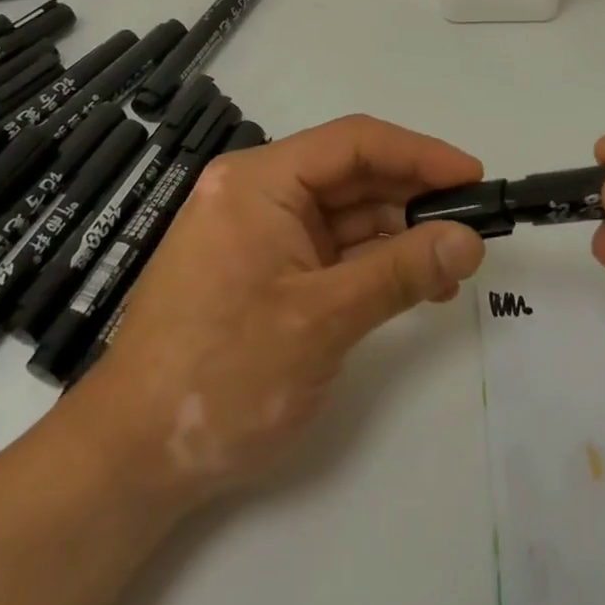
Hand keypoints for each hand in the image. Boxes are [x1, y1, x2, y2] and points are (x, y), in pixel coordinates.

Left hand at [67, 115, 487, 507]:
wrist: (131, 461)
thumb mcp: (322, 320)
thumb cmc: (222, 375)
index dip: (420, 154)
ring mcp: (260, 229)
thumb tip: (471, 240)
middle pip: (352, 174)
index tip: (473, 176)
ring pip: (347, 212)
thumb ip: (401, 272)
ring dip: (400, 234)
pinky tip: (415, 283)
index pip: (354, 143)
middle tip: (473, 223)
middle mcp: (258, 191)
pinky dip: (374, 262)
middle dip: (414, 197)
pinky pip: (332, 247)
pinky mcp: (265, 266)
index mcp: (259, 180)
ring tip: (452, 266)